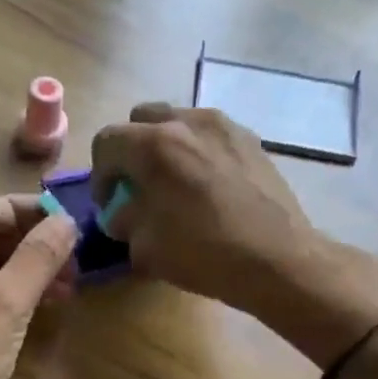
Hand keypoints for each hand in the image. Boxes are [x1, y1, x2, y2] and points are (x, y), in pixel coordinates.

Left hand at [0, 194, 78, 378]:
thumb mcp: (6, 302)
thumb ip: (38, 257)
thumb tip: (67, 221)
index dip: (24, 209)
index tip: (64, 217)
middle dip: (32, 242)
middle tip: (74, 253)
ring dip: (32, 270)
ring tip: (72, 280)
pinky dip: (22, 295)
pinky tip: (53, 302)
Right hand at [91, 104, 377, 362]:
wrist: (277, 259)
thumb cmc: (204, 253)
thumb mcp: (146, 247)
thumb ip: (125, 220)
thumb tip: (123, 212)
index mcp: (154, 145)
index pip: (107, 141)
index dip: (100, 174)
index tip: (109, 203)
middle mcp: (188, 122)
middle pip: (141, 119)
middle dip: (131, 150)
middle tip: (137, 185)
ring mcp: (225, 127)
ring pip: (179, 122)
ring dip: (166, 147)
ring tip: (174, 183)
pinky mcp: (251, 140)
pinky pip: (210, 135)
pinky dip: (198, 152)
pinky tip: (207, 186)